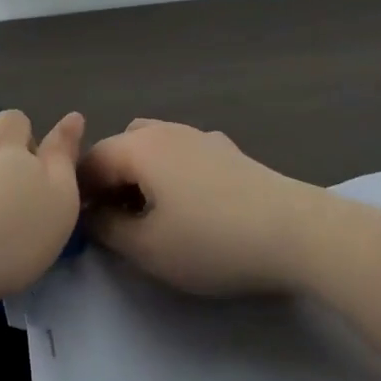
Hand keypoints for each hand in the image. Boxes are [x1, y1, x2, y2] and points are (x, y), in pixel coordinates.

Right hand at [77, 118, 332, 294]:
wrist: (300, 233)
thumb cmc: (213, 241)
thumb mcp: (148, 248)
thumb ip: (108, 230)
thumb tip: (94, 216)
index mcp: (138, 148)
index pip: (90, 162)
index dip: (80, 194)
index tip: (84, 227)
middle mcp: (165, 131)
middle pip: (121, 147)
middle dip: (110, 179)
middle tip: (117, 219)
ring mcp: (201, 137)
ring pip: (154, 146)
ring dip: (142, 173)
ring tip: (153, 210)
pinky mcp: (230, 152)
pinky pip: (185, 153)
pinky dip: (173, 171)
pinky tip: (193, 203)